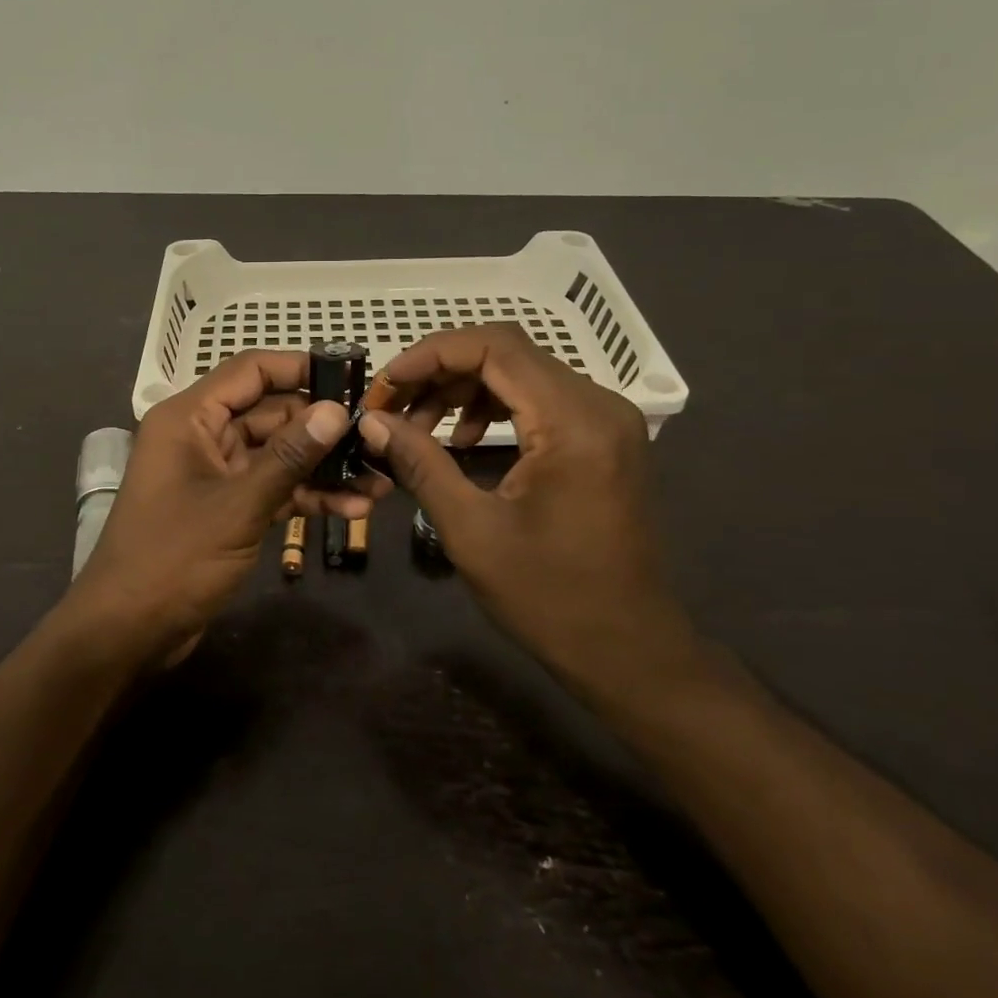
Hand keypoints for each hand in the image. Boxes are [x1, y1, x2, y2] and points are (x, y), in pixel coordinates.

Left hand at [57, 351, 363, 671]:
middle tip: (375, 437)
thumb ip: (288, 457)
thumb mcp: (238, 505)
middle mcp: (201, 437)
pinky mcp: (226, 508)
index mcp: (189, 418)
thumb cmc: (173, 558)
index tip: (350, 378)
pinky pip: (272, 488)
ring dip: (322, 468)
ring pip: (277, 455)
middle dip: (322, 428)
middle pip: (270, 413)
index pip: (250, 371)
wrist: (128, 631)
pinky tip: (352, 509)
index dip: (300, 369)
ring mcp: (215, 474)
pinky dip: (306, 496)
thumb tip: (335, 411)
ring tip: (377, 479)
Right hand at [357, 324, 698, 708]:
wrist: (627, 650)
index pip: (495, 347)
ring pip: (521, 373)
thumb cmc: (549, 597)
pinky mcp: (603, 440)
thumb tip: (371, 422)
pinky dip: (493, 407)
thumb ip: (419, 463)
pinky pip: (540, 400)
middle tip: (391, 408)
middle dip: (440, 373)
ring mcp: (607, 421)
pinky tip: (463, 440)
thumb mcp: (471, 530)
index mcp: (573, 421)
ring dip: (463, 390)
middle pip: (507, 353)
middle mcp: (598, 405)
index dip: (430, 355)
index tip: (385, 385)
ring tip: (418, 426)